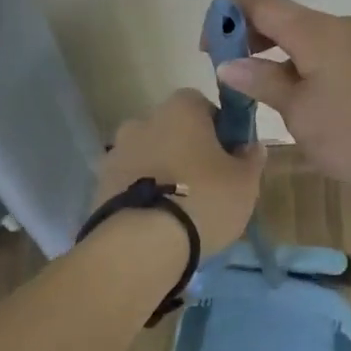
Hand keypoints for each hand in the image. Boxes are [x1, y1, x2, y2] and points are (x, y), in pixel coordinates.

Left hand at [94, 89, 264, 255]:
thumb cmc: (203, 200)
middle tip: (206, 184)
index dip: (218, 128)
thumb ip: (251, 158)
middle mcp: (143, 120)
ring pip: (149, 156)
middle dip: (187, 150)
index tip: (228, 156)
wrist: (141, 245)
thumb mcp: (245, 182)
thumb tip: (251, 146)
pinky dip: (142, 193)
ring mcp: (117, 152)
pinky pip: (129, 182)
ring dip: (162, 172)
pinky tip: (156, 221)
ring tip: (179, 209)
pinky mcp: (99, 184)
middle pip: (172, 130)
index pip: (203, 105)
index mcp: (181, 109)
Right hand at [212, 0, 350, 197]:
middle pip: (279, 16)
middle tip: (234, 82)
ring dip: (275, 57)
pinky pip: (325, 53)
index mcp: (315, 30)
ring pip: (303, 37)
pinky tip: (300, 103)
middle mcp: (338, 25)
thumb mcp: (301, 114)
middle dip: (248, 40)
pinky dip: (301, 66)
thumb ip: (262, 83)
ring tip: (264, 98)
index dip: (225, 17)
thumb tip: (229, 64)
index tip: (210, 54)